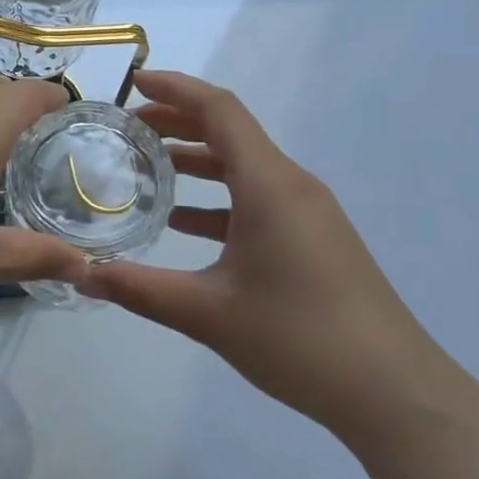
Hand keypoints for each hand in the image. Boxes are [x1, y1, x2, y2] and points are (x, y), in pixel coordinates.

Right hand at [78, 70, 451, 440]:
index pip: (219, 109)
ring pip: (244, 165)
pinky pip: (259, 197)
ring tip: (148, 169)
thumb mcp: (208, 314)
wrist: (396, 395)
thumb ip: (140, 290)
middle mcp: (291, 184)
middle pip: (230, 131)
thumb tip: (82, 277)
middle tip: (128, 128)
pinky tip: (185, 223)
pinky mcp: (315, 238)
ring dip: (197, 159)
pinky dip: (219, 197)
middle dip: (178, 121)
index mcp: (269, 184)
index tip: (133, 83)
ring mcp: (308, 211)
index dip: (175, 88)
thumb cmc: (300, 339)